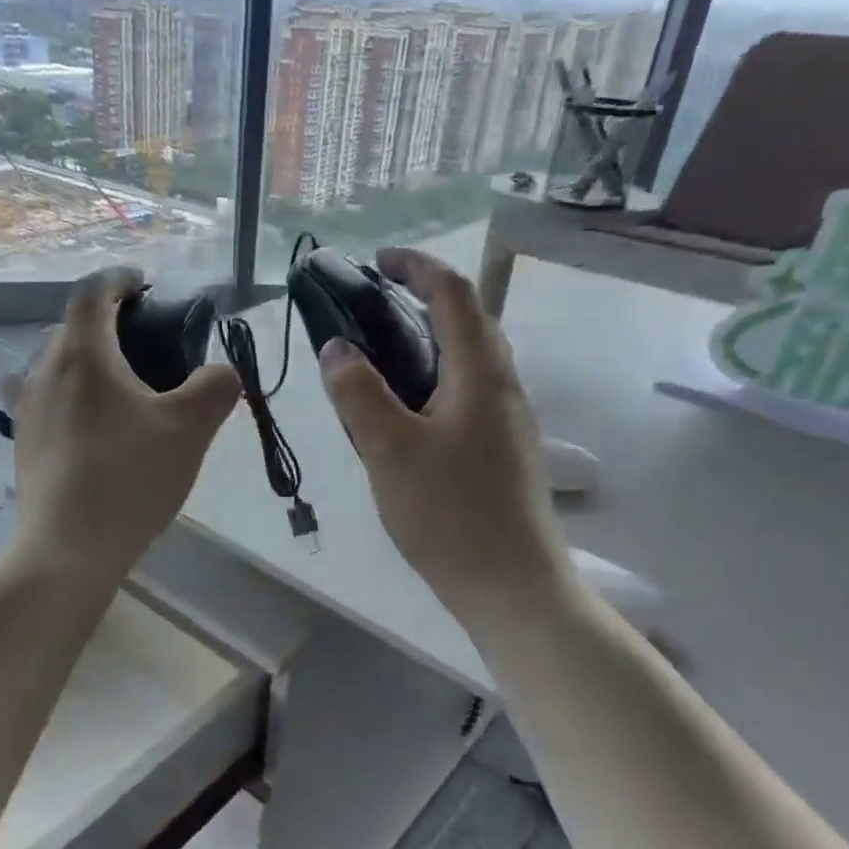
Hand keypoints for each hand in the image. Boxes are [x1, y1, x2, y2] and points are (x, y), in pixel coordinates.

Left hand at [2, 267, 240, 579]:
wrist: (68, 548)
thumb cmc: (130, 478)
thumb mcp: (190, 429)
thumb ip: (216, 387)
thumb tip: (222, 372)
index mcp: (83, 354)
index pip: (94, 292)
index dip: (121, 280)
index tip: (145, 284)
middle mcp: (43, 370)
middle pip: (70, 327)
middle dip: (104, 322)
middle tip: (142, 342)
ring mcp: (25, 408)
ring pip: (51, 363)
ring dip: (82, 360)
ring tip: (116, 385)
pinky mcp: (21, 442)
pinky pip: (43, 398)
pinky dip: (68, 394)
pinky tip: (92, 426)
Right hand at [318, 248, 573, 622]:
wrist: (511, 585)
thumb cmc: (449, 513)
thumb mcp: (388, 450)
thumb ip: (358, 393)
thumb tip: (336, 348)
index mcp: (481, 373)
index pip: (453, 293)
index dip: (415, 267)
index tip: (375, 263)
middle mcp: (504, 386)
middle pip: (468, 321)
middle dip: (421, 301)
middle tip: (369, 311)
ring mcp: (509, 421)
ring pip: (469, 361)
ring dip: (428, 342)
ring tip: (378, 359)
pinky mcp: (503, 451)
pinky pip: (467, 394)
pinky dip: (434, 380)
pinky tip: (403, 415)